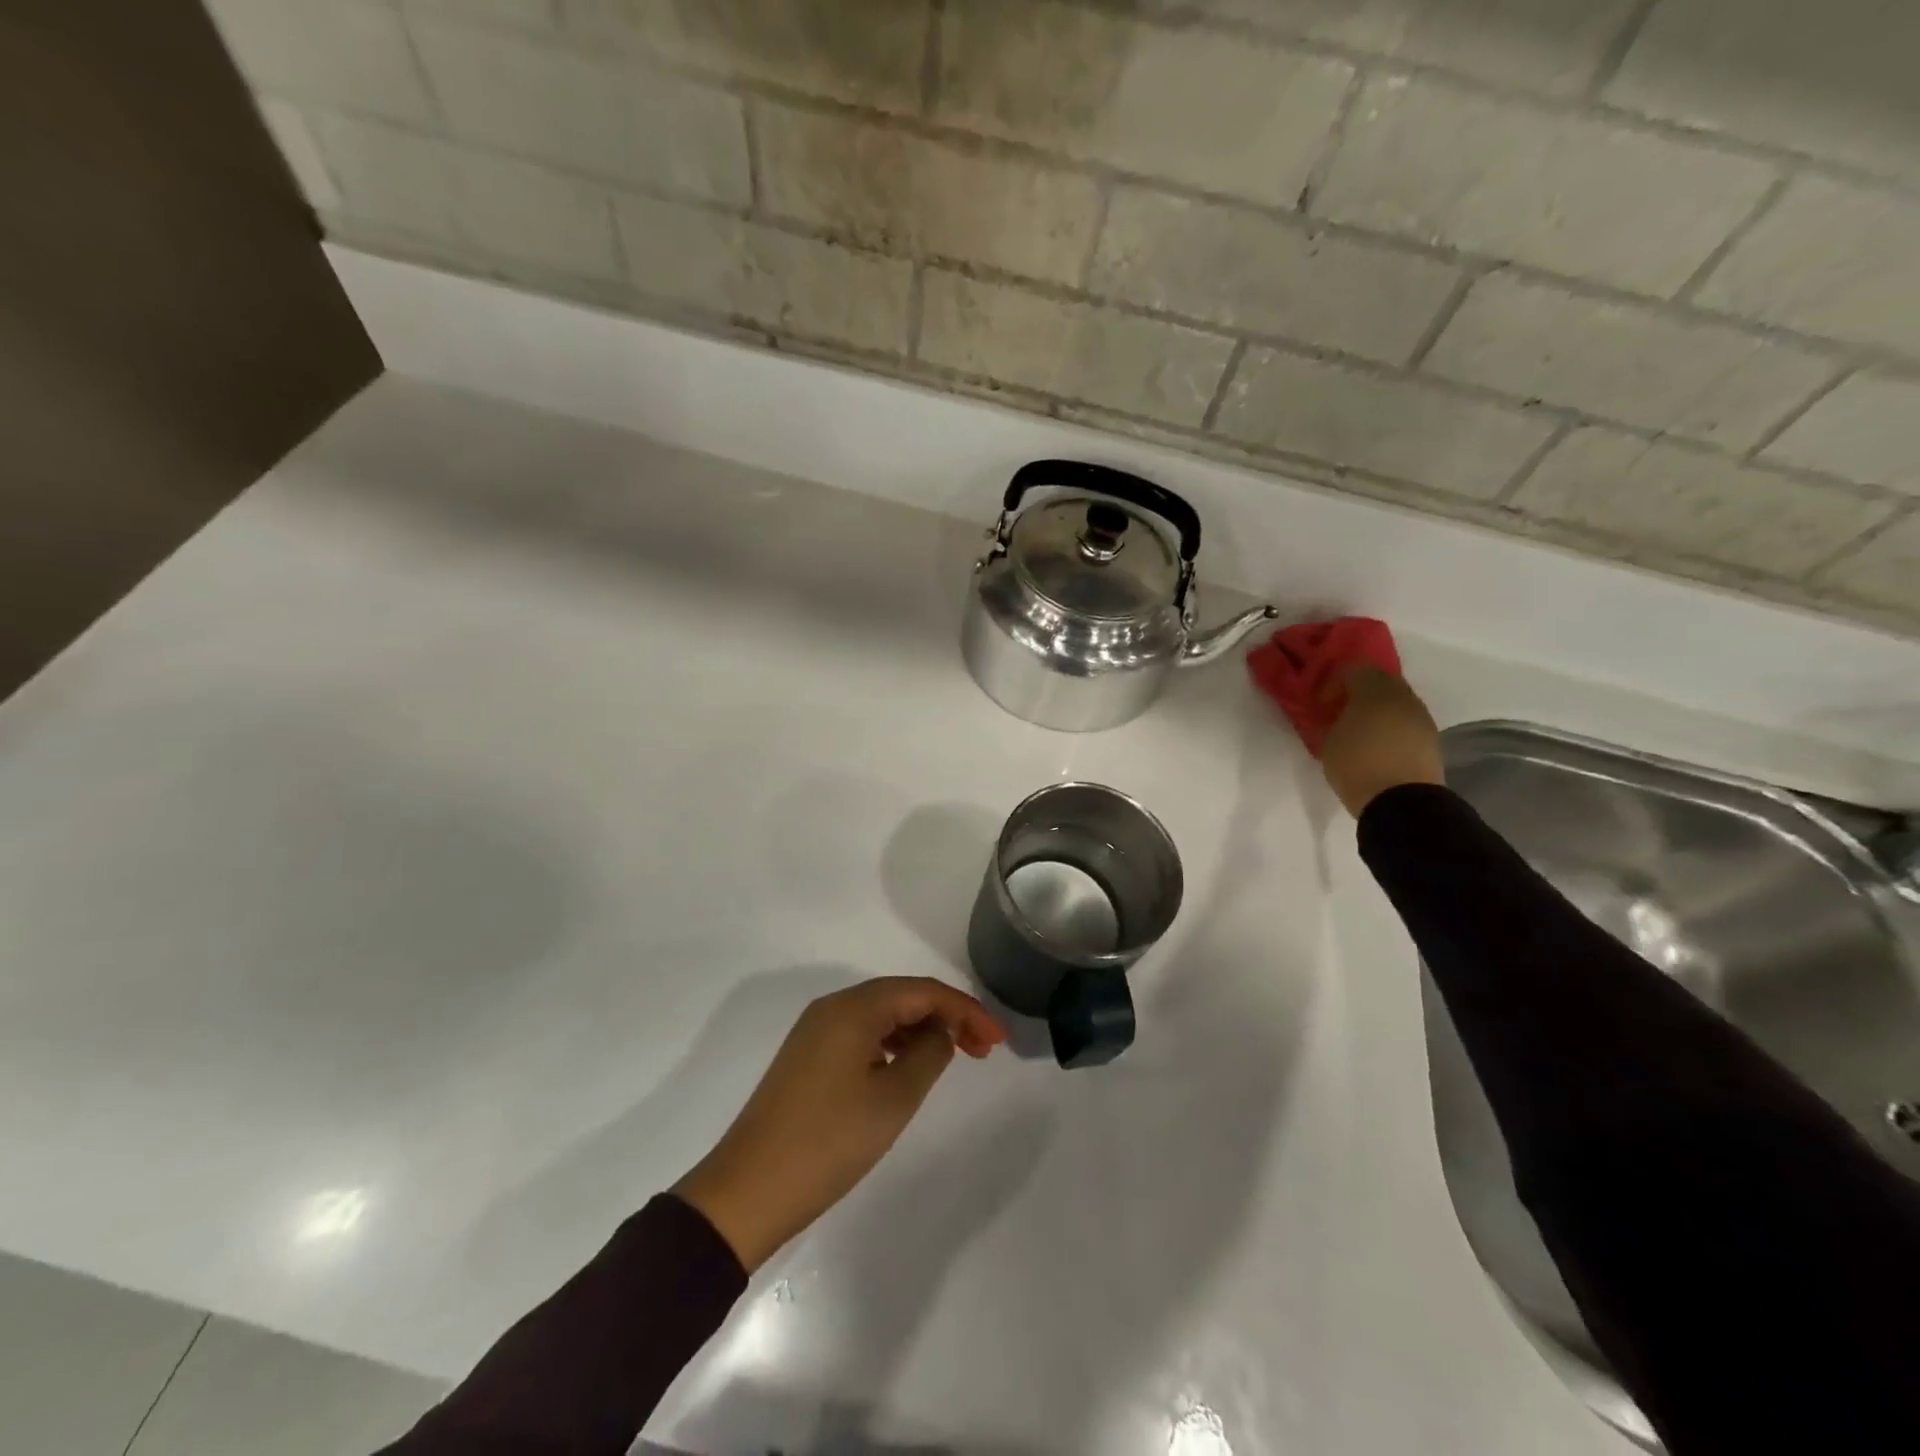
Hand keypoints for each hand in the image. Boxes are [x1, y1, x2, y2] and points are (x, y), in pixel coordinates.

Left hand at [673, 977, 1006, 1270]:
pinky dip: (893, 1045)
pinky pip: (862, 1035)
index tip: (999, 1040)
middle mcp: (833, 1008)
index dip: (966, 1010)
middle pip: (902, 997)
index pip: (923, 991)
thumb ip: (929, 1054)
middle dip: (947, 1017)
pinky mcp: (807, 1058)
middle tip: (983, 1050)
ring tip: (953, 1059)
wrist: (747, 1192)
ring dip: (921, 1031)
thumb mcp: (893, 1099)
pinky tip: (907, 1069)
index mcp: (853, 1007)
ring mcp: (816, 1032)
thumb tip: (941, 1031)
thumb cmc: (829, 1142)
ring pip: (882, 1016)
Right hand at [1318, 666, 1444, 816]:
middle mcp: (1402, 696)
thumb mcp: (1327, 742)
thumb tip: (1333, 715)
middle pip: (1378, 681)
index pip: (1352, 669)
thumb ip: (1329, 721)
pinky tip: (1377, 746)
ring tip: (1358, 732)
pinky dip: (1391, 726)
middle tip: (1339, 713)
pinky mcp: (1431, 738)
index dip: (1332, 682)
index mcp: (1373, 690)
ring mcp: (1421, 717)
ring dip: (1376, 710)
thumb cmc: (1357, 766)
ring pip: (1395, 701)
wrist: (1402, 803)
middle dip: (1357, 693)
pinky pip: (1405, 721)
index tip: (1321, 703)